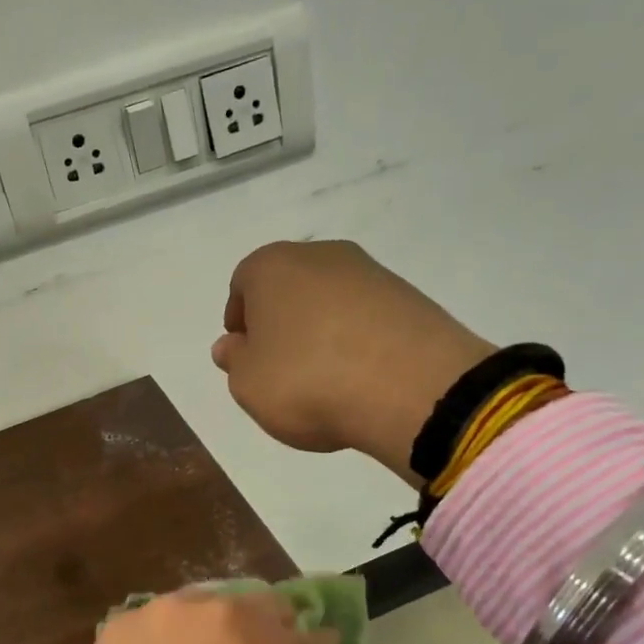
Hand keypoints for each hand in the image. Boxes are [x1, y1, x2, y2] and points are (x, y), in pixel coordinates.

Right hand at [211, 240, 494, 487]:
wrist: (412, 387)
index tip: (245, 353)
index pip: (242, 284)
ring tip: (324, 378)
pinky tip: (360, 377)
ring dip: (321, 330)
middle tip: (280, 367)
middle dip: (281, 322)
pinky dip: (358, 340)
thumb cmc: (307, 381)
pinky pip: (367, 317)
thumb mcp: (249, 385)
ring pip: (330, 300)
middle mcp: (321, 256)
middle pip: (289, 287)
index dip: (240, 320)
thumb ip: (235, 362)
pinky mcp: (410, 297)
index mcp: (271, 266)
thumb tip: (232, 346)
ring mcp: (371, 272)